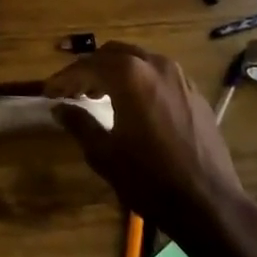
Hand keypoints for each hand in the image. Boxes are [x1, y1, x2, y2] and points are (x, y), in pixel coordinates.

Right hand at [45, 42, 251, 237]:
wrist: (208, 203)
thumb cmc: (149, 179)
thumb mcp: (104, 154)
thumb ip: (79, 124)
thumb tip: (59, 108)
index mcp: (129, 75)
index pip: (87, 66)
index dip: (64, 78)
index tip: (48, 92)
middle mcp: (155, 65)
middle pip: (113, 54)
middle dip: (90, 68)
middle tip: (73, 90)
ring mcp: (180, 77)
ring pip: (138, 60)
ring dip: (115, 71)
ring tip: (99, 95)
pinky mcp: (195, 93)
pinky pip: (159, 75)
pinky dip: (139, 80)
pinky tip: (133, 104)